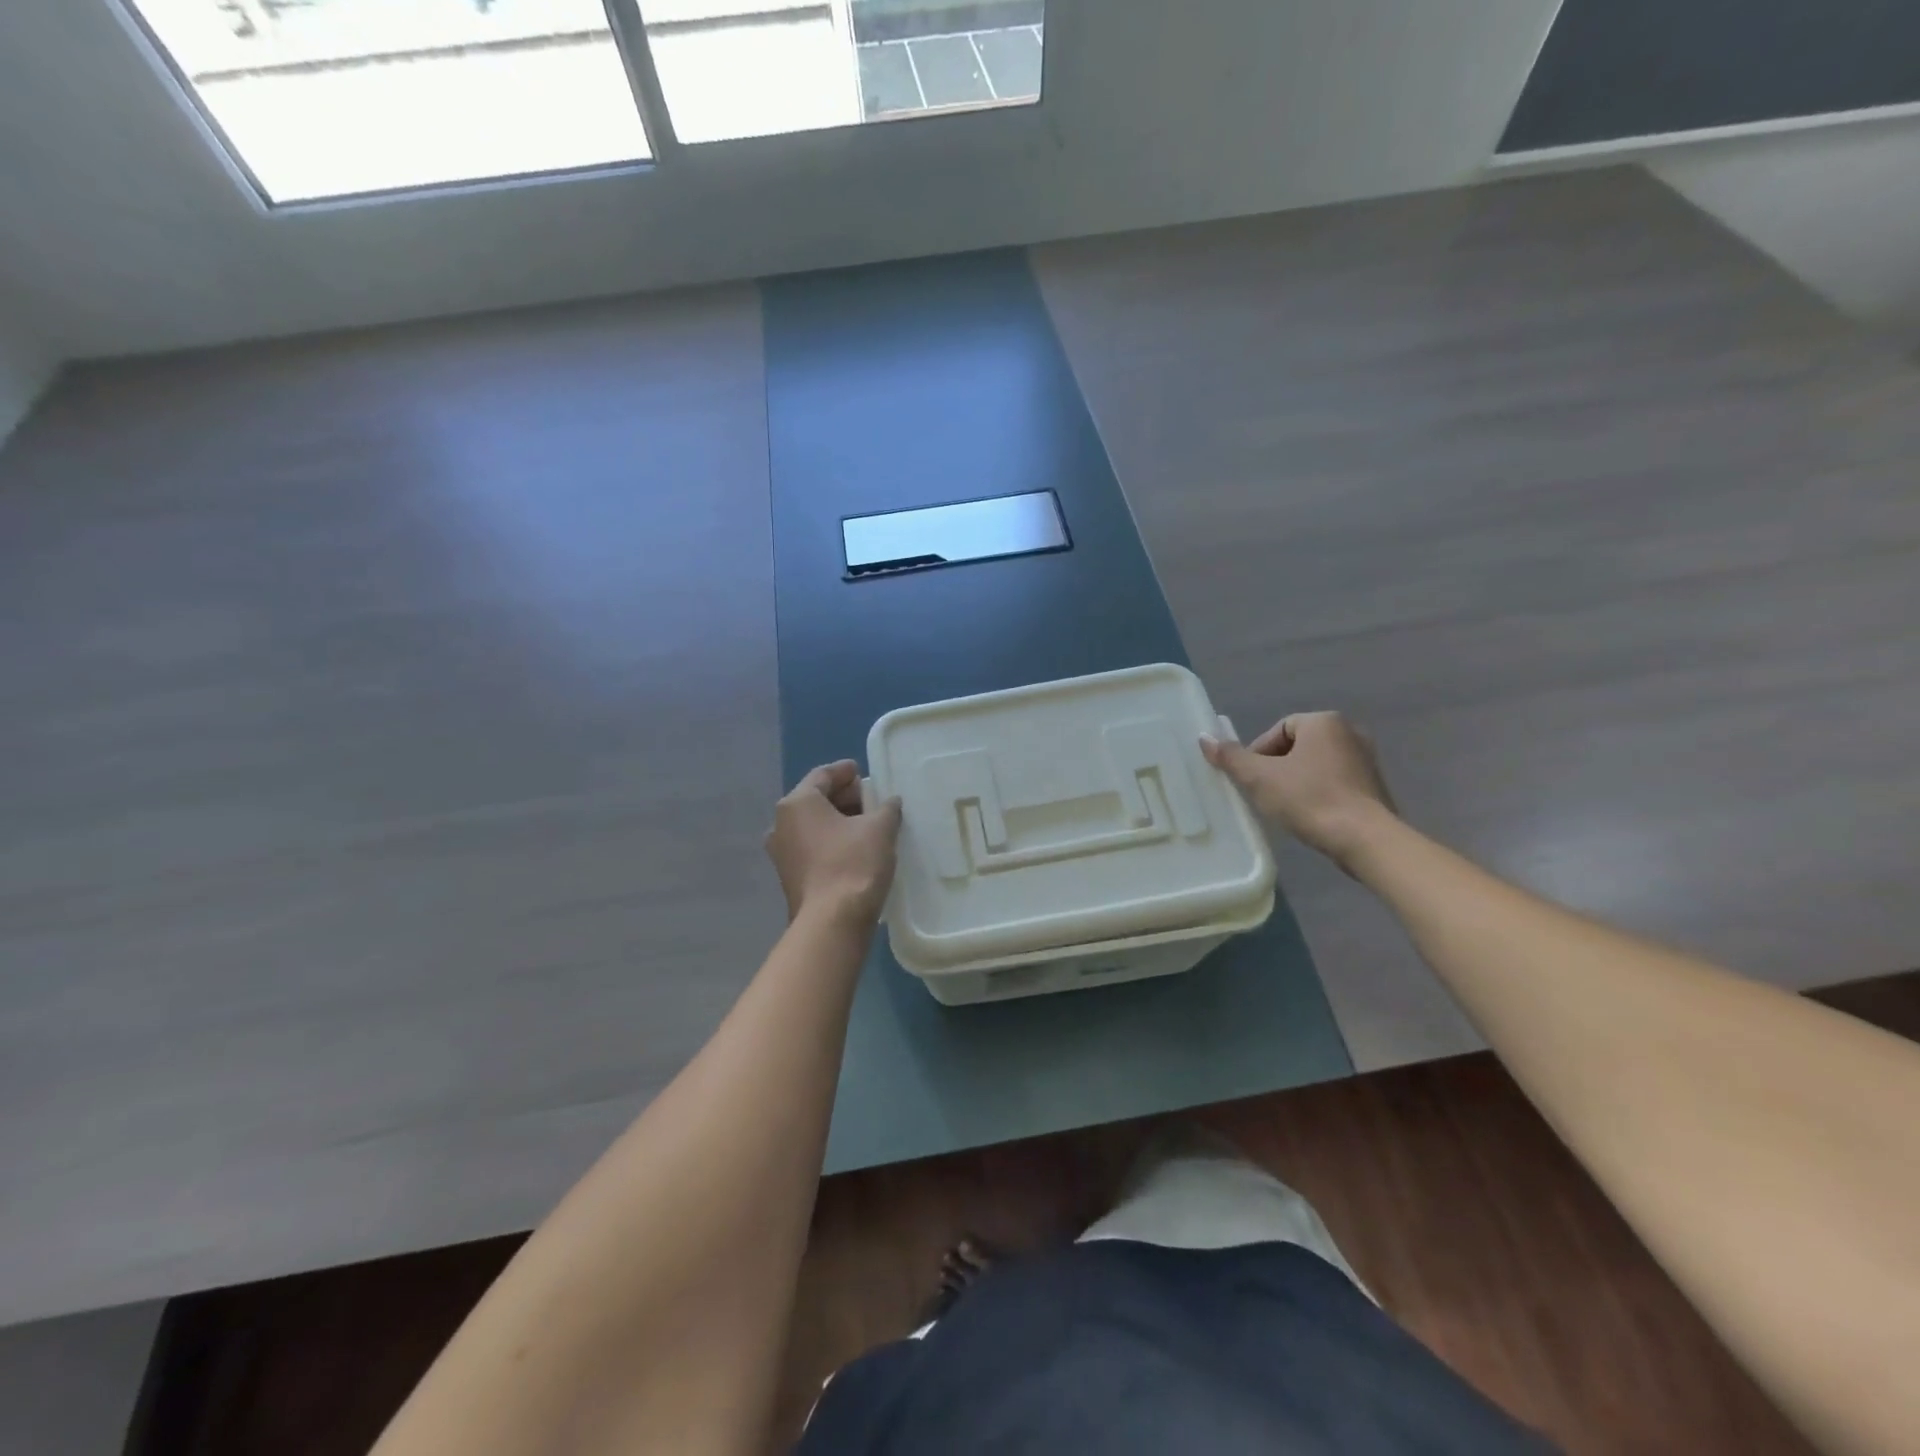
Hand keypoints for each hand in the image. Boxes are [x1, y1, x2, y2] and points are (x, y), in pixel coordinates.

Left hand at [765, 761, 901, 924]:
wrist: (832, 923)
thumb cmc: (854, 864)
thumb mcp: (880, 828)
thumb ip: (886, 808)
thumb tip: (890, 802)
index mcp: (797, 803)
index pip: (822, 775)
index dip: (844, 771)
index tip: (861, 771)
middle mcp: (781, 824)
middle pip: (815, 800)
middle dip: (843, 797)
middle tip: (871, 798)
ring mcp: (782, 853)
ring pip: (812, 826)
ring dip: (838, 821)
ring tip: (867, 824)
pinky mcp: (789, 877)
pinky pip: (812, 847)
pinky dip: (831, 841)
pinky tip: (855, 848)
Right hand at [1201, 712, 1396, 870]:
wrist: (1365, 840)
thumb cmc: (1310, 800)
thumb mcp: (1259, 778)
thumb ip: (1231, 757)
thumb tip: (1204, 738)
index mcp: (1324, 722)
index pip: (1278, 730)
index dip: (1258, 754)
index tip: (1251, 780)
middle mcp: (1350, 732)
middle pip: (1297, 746)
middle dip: (1276, 768)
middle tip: (1263, 793)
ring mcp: (1366, 759)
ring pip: (1315, 765)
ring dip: (1296, 781)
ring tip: (1284, 807)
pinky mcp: (1374, 786)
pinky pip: (1335, 782)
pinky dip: (1318, 793)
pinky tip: (1310, 815)